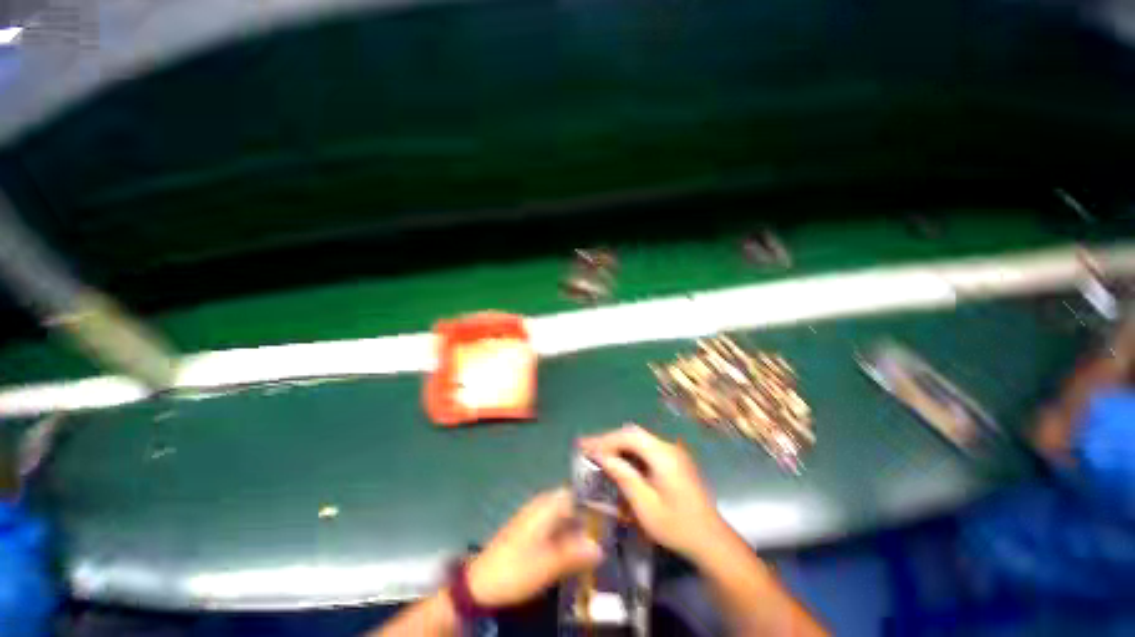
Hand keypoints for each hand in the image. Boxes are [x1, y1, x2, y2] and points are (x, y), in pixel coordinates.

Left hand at [465, 489, 601, 607]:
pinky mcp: (530, 529)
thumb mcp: (547, 565)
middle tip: (609, 530)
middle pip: (572, 502)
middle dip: (589, 514)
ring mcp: (534, 516)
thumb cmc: (515, 569)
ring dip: (579, 525)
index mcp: (546, 506)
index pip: (577, 492)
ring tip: (598, 539)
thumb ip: (575, 554)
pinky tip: (575, 548)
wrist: (480, 583)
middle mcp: (541, 505)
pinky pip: (555, 524)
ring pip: (564, 514)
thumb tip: (601, 548)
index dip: (596, 499)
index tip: (614, 512)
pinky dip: (567, 533)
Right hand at [579, 425, 725, 560]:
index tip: (584, 446)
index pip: (628, 436)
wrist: (711, 540)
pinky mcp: (673, 460)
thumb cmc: (677, 526)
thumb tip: (601, 456)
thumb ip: (623, 476)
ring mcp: (672, 452)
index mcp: (662, 455)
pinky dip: (630, 452)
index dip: (604, 439)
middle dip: (609, 440)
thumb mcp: (645, 505)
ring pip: (639, 440)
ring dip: (618, 445)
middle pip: (633, 434)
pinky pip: (646, 449)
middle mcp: (668, 447)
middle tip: (587, 448)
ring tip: (598, 453)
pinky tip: (619, 461)